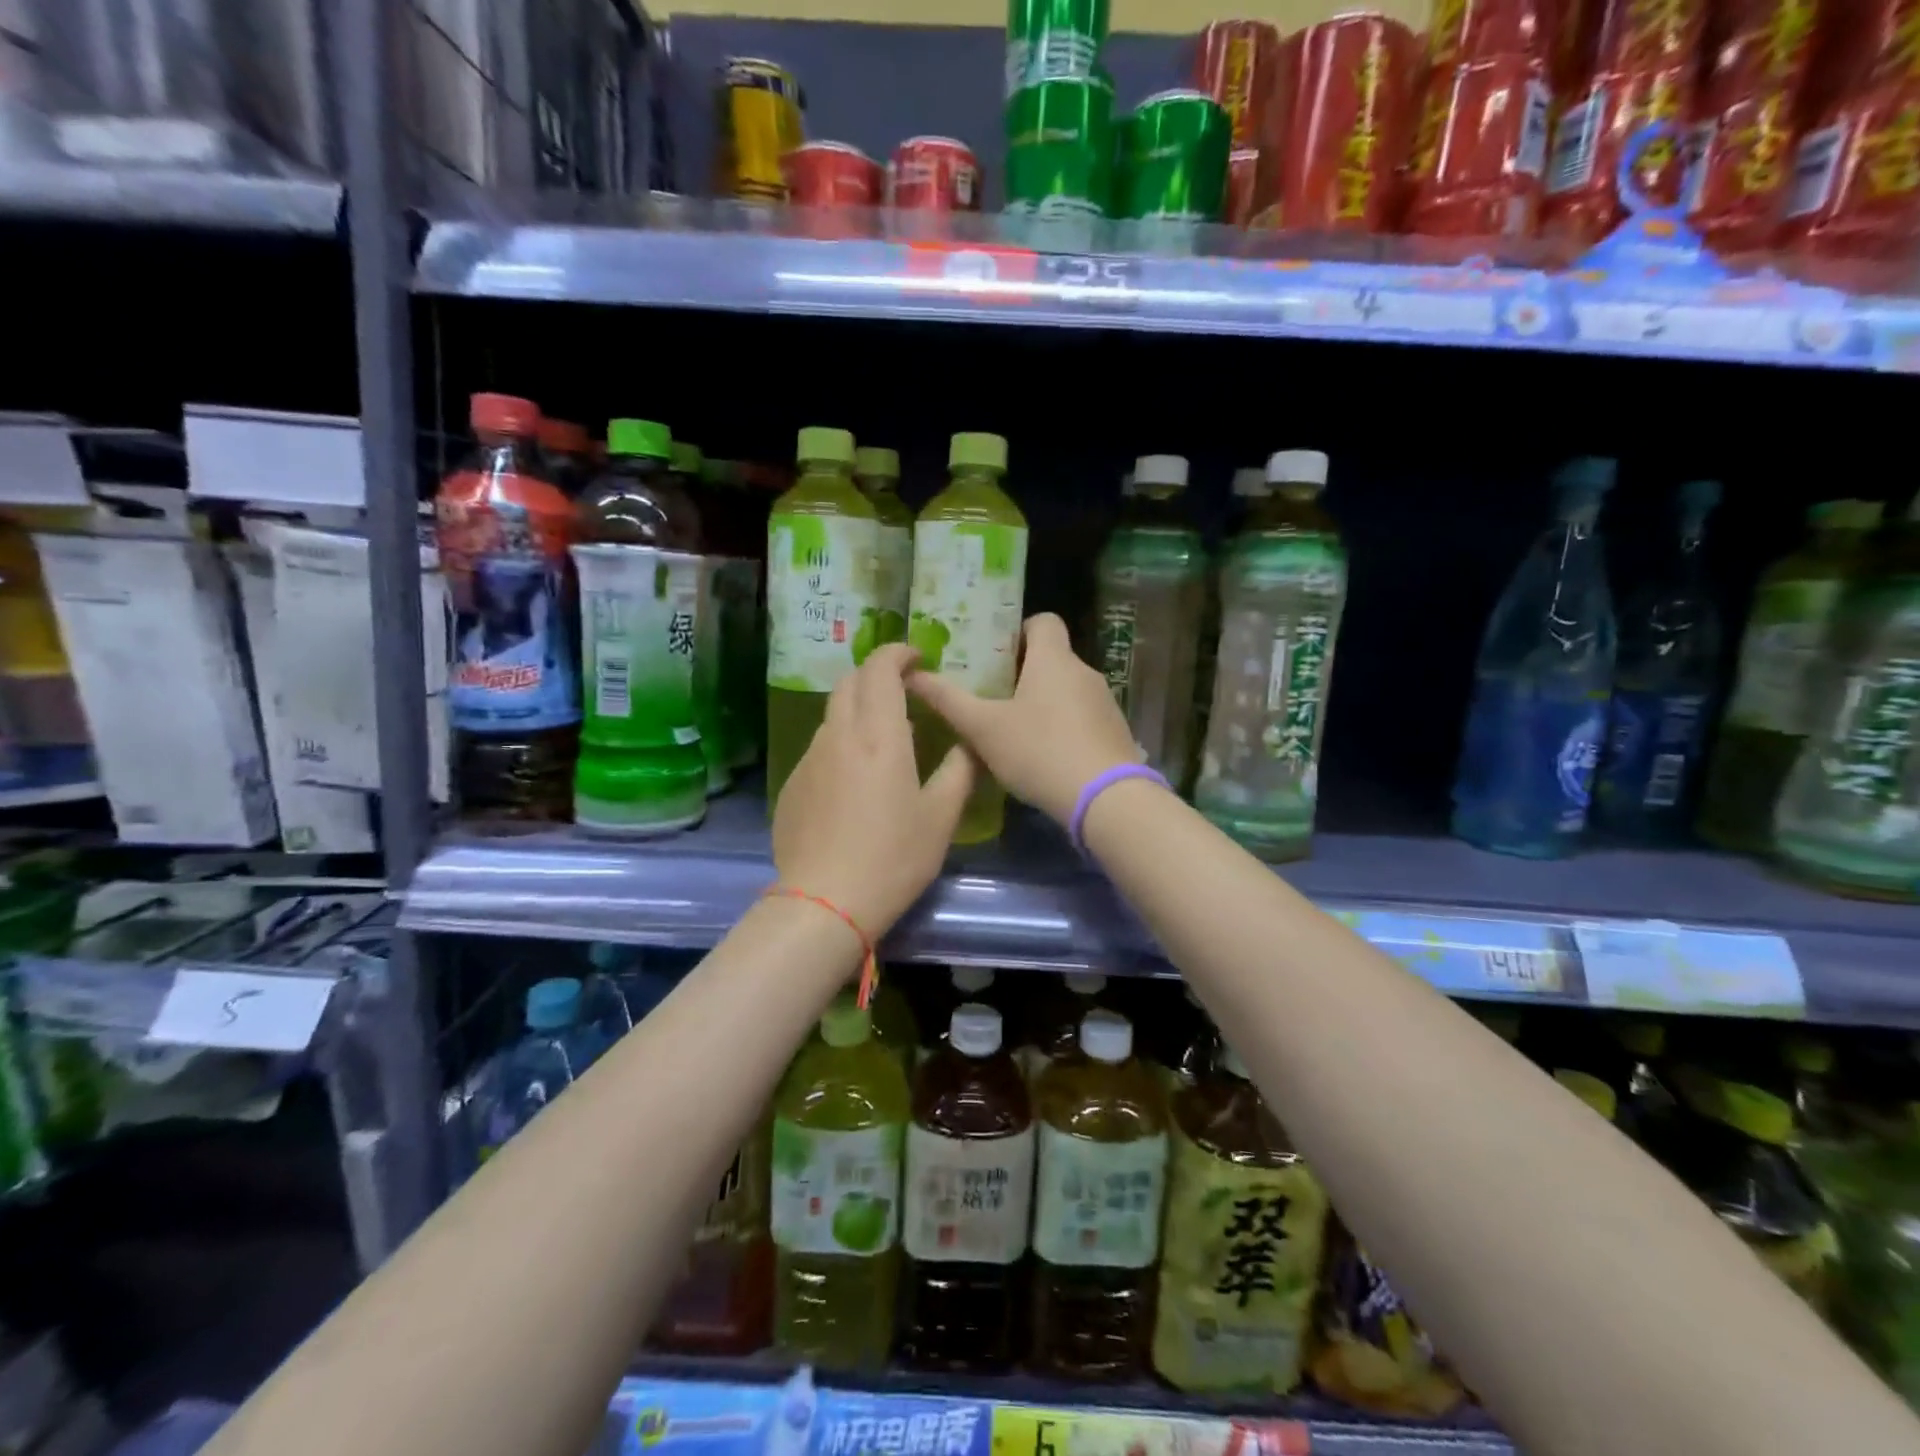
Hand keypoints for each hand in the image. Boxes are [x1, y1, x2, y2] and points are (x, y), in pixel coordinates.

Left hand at [772, 643, 975, 935]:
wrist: (824, 903)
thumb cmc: (892, 858)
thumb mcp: (940, 817)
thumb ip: (958, 771)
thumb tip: (966, 744)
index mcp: (879, 736)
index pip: (879, 670)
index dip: (897, 653)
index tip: (916, 658)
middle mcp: (838, 736)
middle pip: (849, 683)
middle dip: (875, 674)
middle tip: (902, 689)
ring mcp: (810, 759)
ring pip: (833, 715)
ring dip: (857, 709)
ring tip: (882, 736)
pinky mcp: (793, 785)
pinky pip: (820, 747)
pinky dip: (841, 742)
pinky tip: (855, 779)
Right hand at [907, 613, 1140, 825]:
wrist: (1107, 799)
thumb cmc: (1040, 751)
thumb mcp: (984, 728)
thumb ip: (948, 700)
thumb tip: (913, 674)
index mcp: (1054, 659)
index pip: (1043, 621)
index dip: (1019, 631)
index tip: (995, 657)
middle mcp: (1084, 672)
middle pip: (1052, 658)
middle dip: (1023, 674)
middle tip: (992, 699)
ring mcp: (1105, 703)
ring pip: (1067, 690)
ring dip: (1044, 704)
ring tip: (1015, 733)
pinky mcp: (1116, 733)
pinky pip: (1083, 718)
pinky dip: (1064, 728)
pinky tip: (1045, 758)